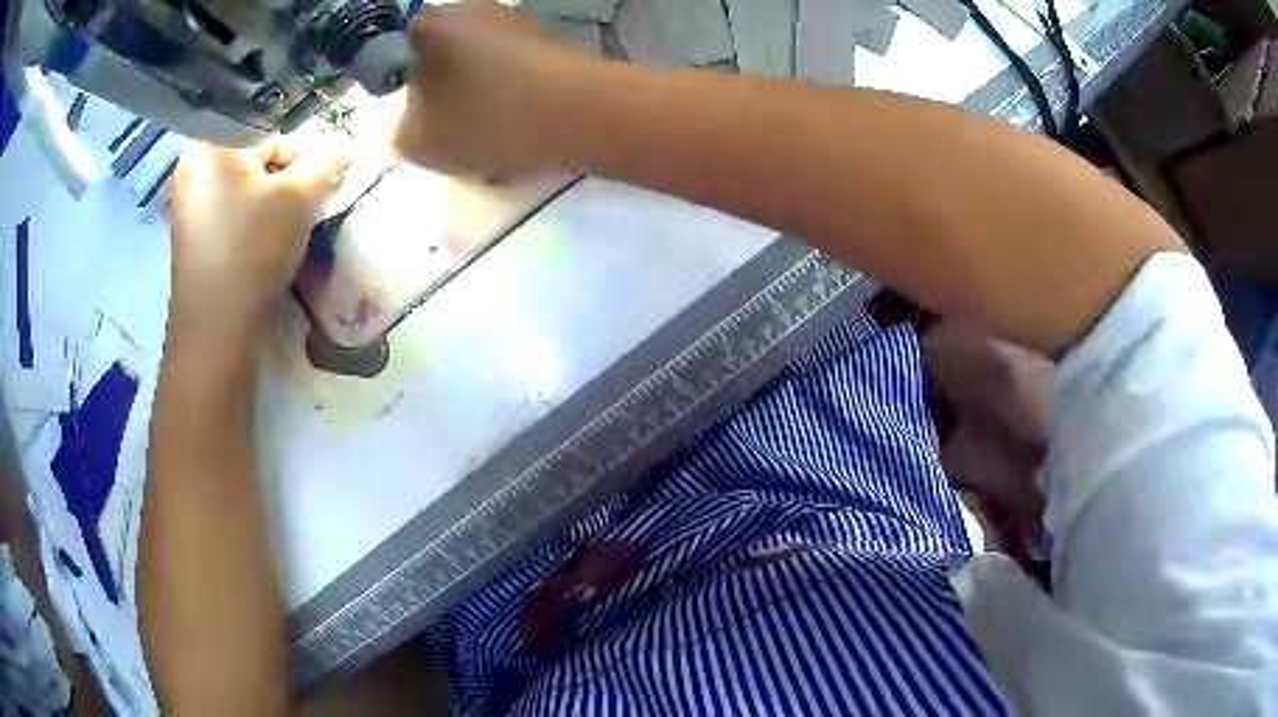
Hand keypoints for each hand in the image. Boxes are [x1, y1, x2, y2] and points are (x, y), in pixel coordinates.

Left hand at [167, 135, 349, 339]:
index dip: (298, 155)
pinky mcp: (190, 232)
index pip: (269, 129)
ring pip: (241, 182)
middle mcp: (191, 166)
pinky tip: (259, 242)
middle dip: (281, 177)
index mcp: (209, 143)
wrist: (216, 333)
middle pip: (252, 154)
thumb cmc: (251, 253)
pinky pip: (227, 207)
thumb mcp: (300, 198)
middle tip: (296, 208)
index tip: (309, 185)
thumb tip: (343, 141)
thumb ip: (327, 160)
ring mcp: (186, 202)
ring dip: (267, 198)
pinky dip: (249, 216)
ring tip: (278, 230)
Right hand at [393, 0, 589, 177]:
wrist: (573, 113)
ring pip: (478, 63)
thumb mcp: (416, 143)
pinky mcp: (545, 36)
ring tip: (492, 131)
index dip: (402, 91)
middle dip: (443, 92)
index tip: (420, 118)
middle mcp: (467, 9)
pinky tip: (519, 121)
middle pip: (440, 57)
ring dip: (478, 93)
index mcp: (426, 27)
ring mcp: (511, 18)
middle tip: (454, 128)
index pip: (393, 55)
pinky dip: (509, 91)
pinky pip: (511, 67)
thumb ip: (398, 129)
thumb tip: (411, 120)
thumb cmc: (482, 121)